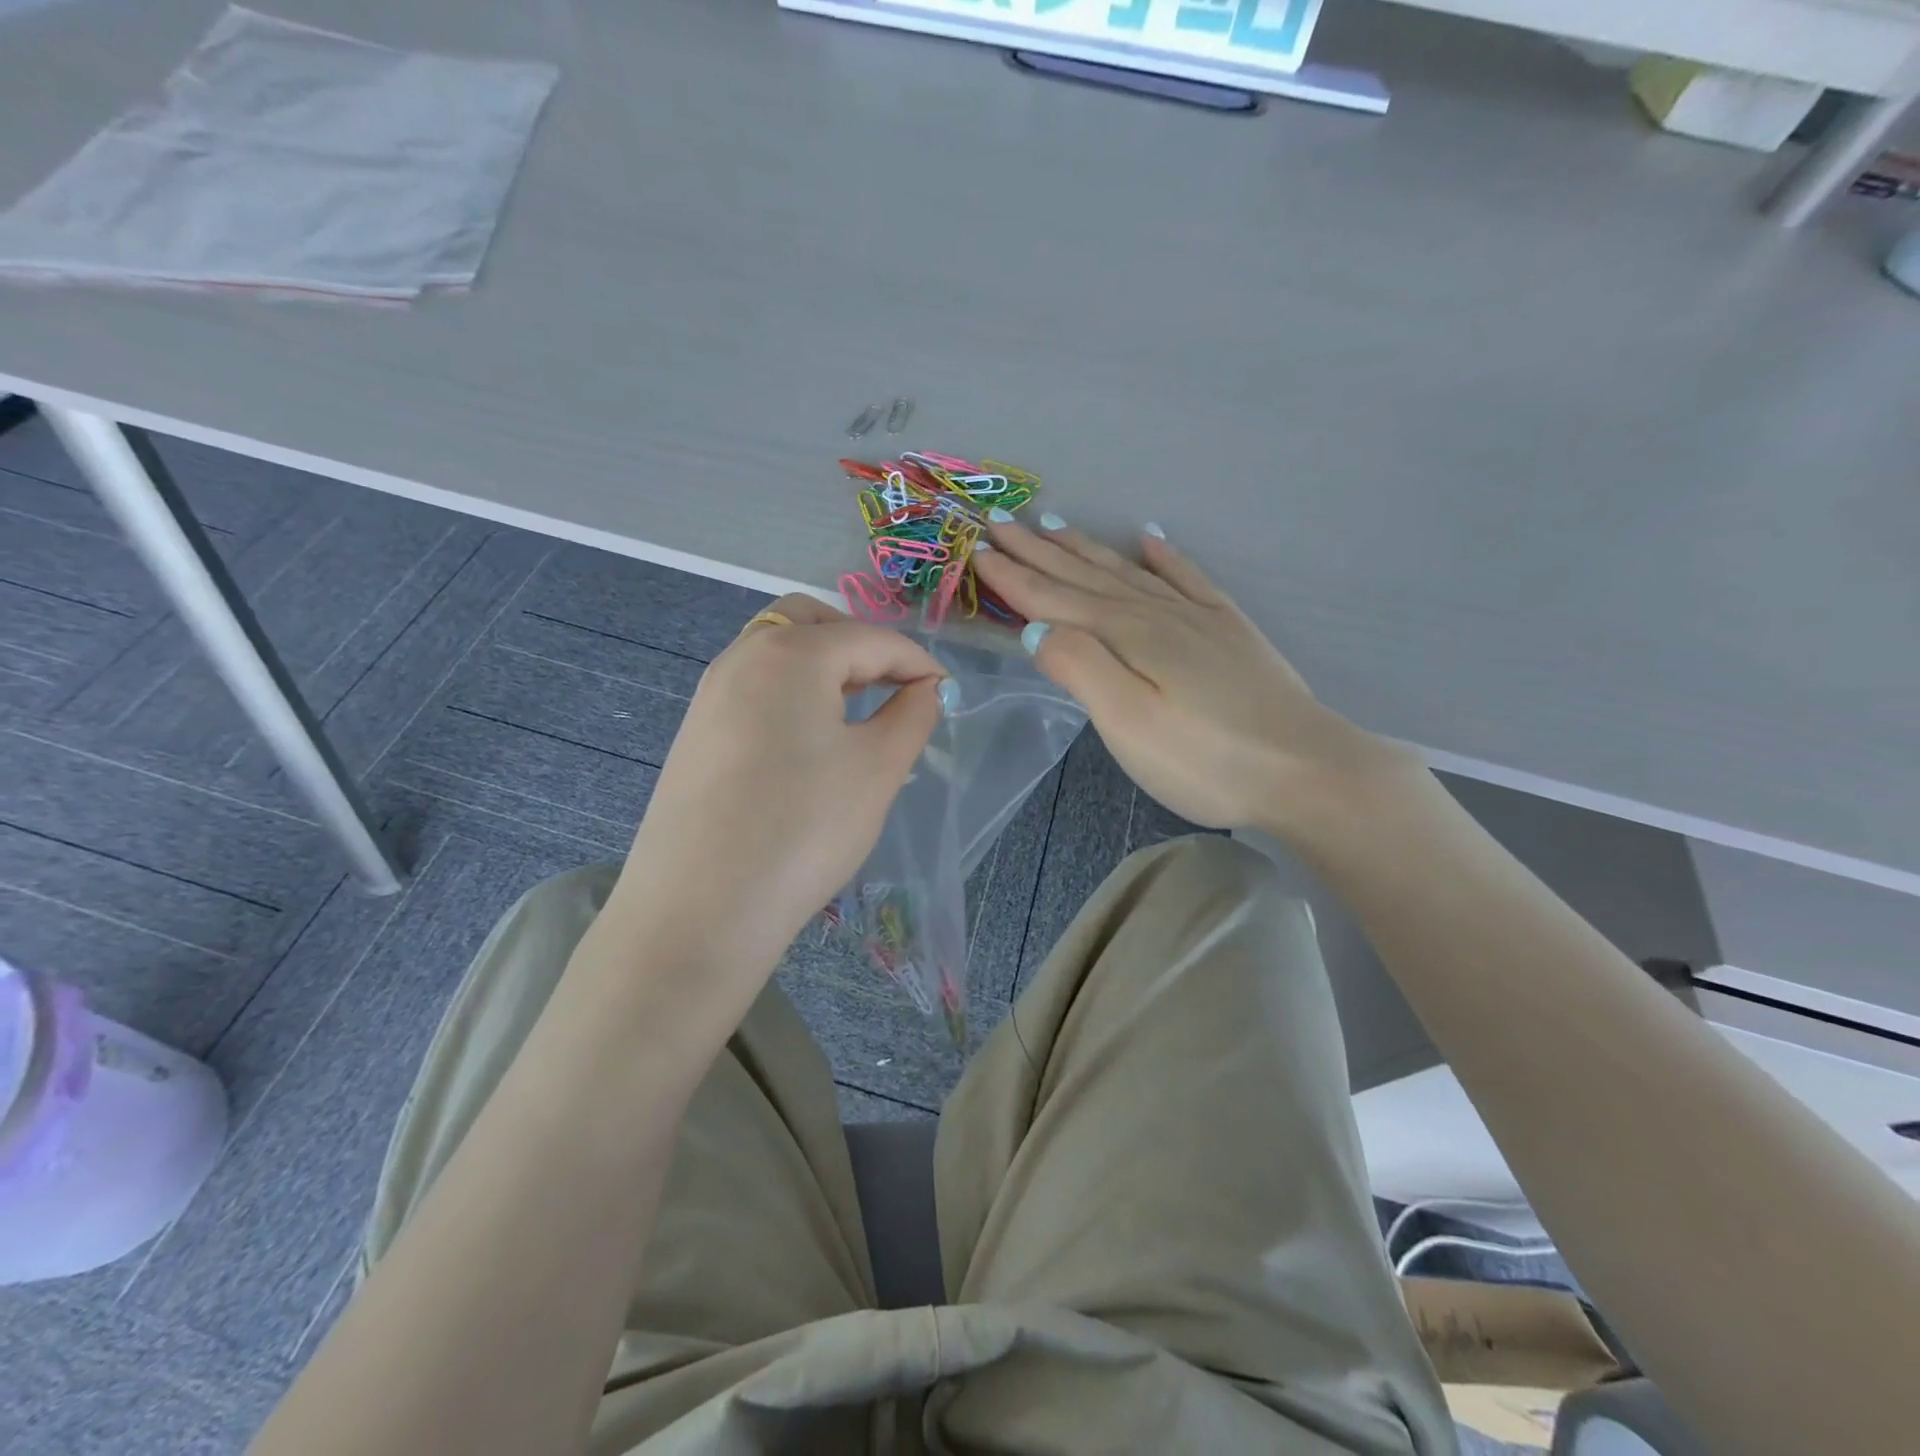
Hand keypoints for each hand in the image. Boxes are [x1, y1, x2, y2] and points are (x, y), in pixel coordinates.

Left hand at [610, 595, 945, 984]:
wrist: (700, 910)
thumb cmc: (803, 828)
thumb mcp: (877, 769)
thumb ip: (912, 715)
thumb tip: (927, 689)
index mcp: (791, 652)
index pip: (871, 639)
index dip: (917, 663)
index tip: (946, 695)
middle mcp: (742, 656)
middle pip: (813, 624)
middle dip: (861, 646)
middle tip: (894, 691)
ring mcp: (710, 693)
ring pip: (778, 653)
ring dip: (824, 668)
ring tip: (857, 716)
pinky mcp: (696, 732)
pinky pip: (755, 689)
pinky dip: (792, 694)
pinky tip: (809, 745)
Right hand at [972, 521, 1410, 837]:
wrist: (1305, 770)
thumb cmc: (1205, 759)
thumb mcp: (1128, 722)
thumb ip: (1080, 668)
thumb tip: (1037, 628)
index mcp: (1126, 635)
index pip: (1053, 598)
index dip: (1013, 575)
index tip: (978, 548)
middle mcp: (1156, 613)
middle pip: (1085, 576)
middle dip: (1039, 550)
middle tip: (1002, 520)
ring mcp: (1197, 618)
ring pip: (1128, 572)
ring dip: (1087, 549)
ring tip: (1057, 524)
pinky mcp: (1228, 631)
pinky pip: (1188, 579)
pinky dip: (1165, 556)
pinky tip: (1153, 538)